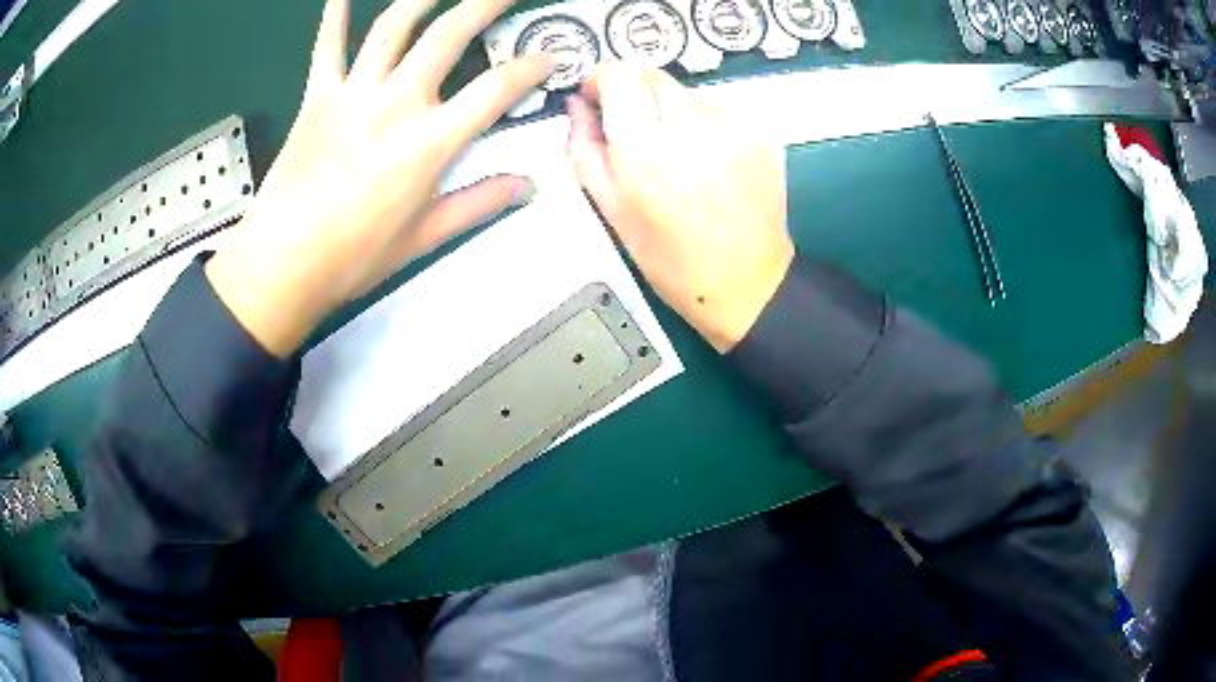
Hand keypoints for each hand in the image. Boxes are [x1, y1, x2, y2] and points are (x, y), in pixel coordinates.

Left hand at [206, 0, 554, 356]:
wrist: (282, 264)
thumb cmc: (354, 257)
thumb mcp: (425, 237)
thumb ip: (479, 203)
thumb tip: (528, 186)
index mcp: (430, 142)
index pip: (496, 90)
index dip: (531, 68)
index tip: (550, 57)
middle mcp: (397, 103)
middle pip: (449, 36)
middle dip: (485, 4)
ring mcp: (354, 93)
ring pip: (393, 27)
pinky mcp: (317, 96)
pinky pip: (328, 47)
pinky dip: (333, 16)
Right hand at [567, 63, 793, 352]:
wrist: (746, 282)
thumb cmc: (671, 258)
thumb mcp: (611, 210)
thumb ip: (584, 149)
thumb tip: (577, 105)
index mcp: (646, 148)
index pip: (620, 74)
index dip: (603, 78)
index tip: (598, 96)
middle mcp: (692, 125)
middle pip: (652, 75)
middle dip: (634, 93)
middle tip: (636, 131)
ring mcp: (733, 126)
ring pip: (687, 91)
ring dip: (671, 110)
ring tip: (677, 155)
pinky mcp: (761, 132)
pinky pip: (719, 110)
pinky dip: (705, 124)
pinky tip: (707, 162)